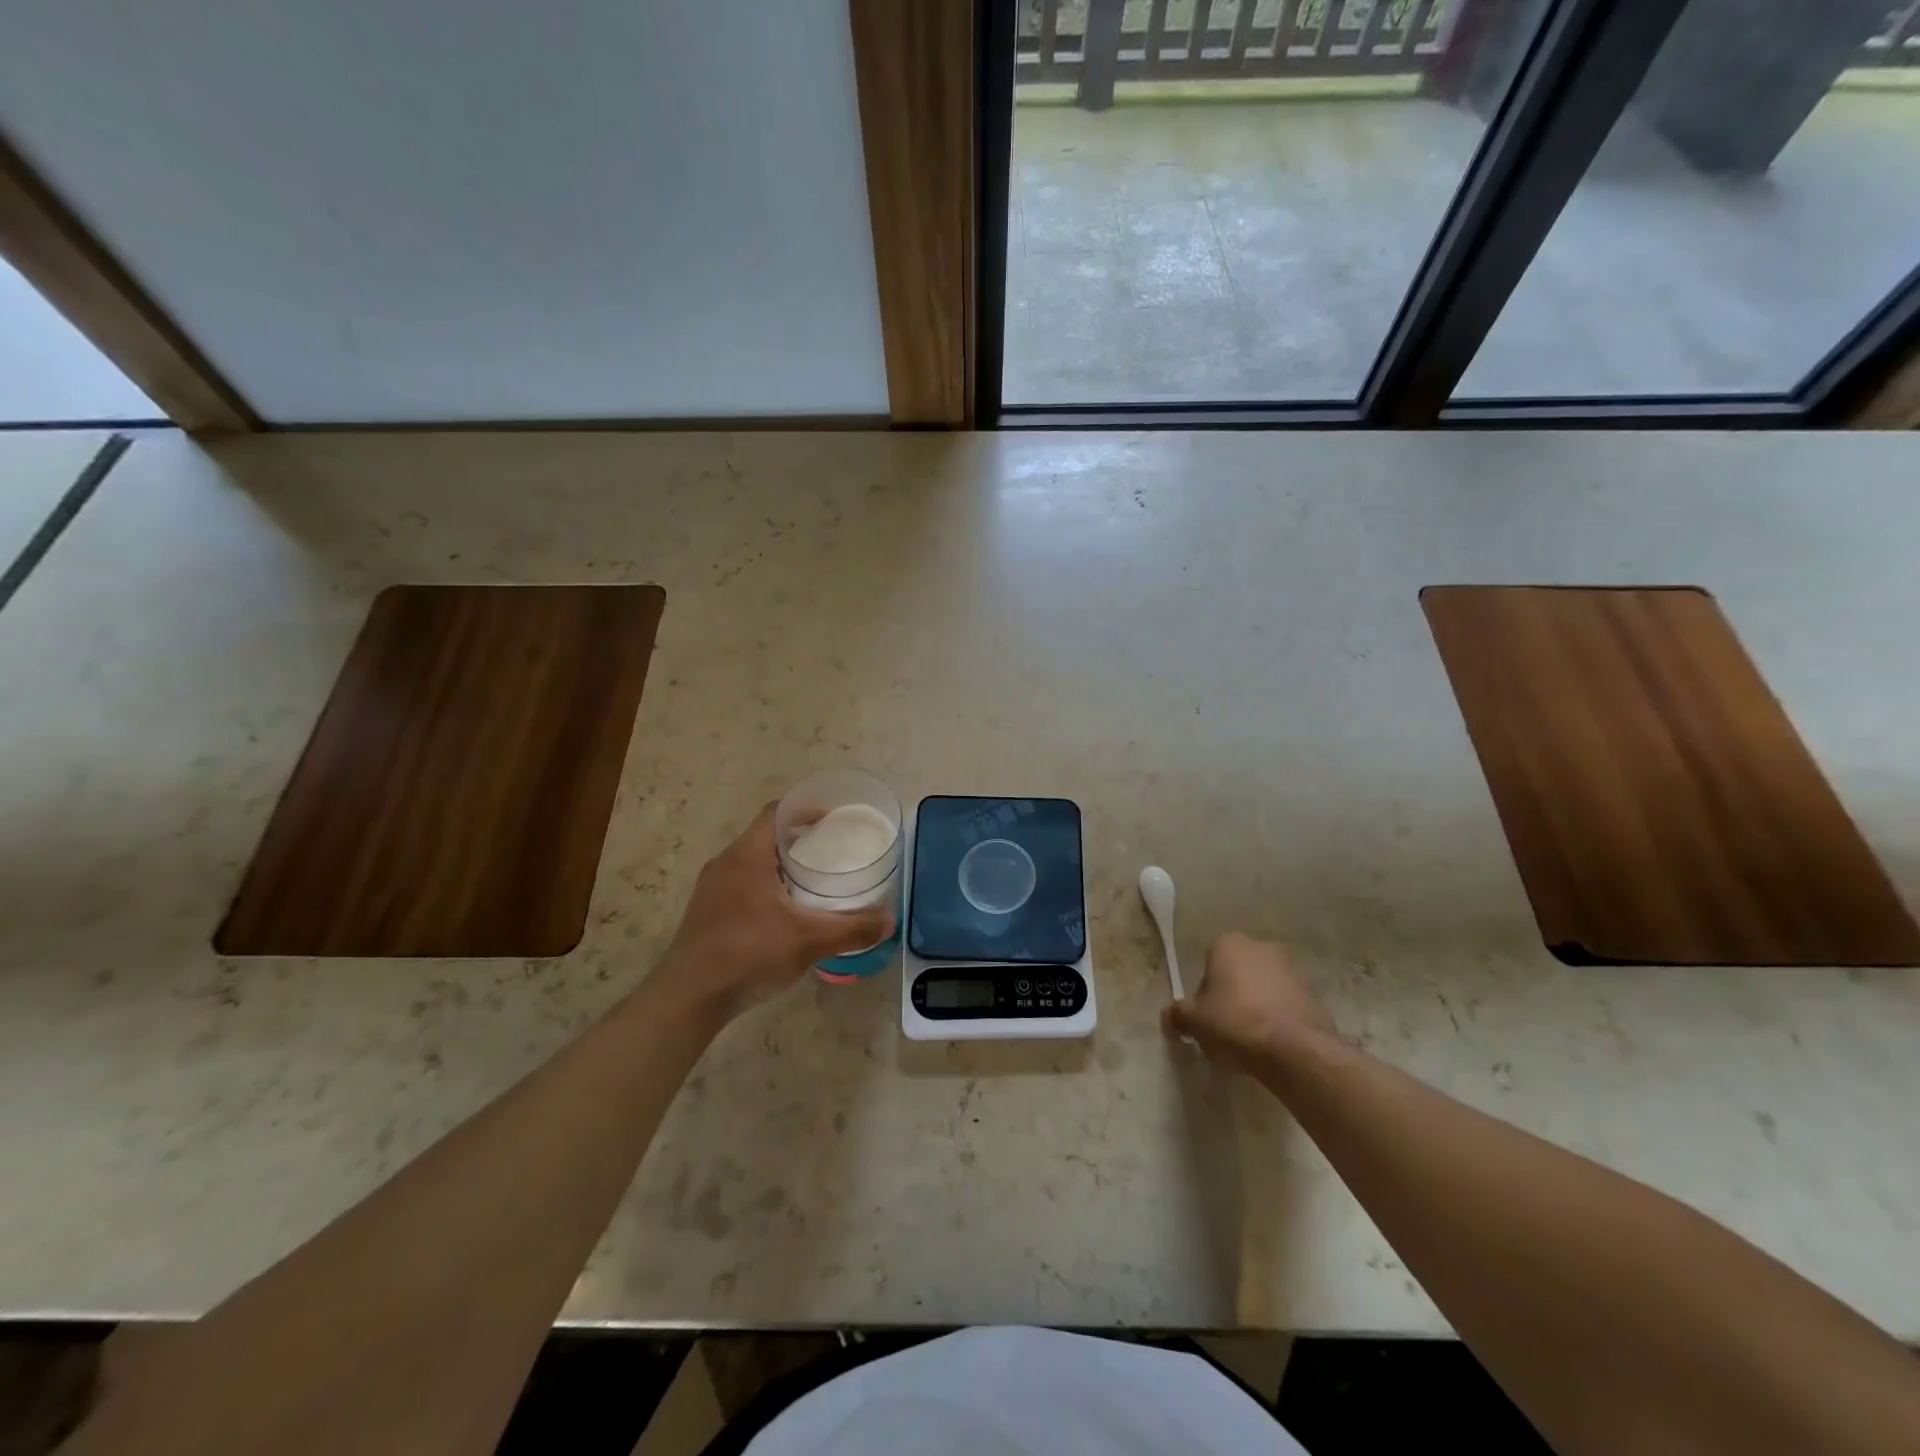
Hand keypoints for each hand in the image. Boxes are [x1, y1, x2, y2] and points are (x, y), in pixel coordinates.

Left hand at [655, 803, 893, 1020]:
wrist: (689, 998)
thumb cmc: (748, 954)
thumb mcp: (809, 940)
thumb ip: (852, 929)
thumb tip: (890, 921)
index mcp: (747, 855)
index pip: (776, 812)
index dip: (805, 809)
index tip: (833, 819)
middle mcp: (725, 863)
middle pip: (765, 836)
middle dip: (799, 839)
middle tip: (832, 851)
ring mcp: (711, 889)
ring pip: (752, 862)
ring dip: (781, 865)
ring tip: (813, 881)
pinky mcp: (706, 913)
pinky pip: (741, 884)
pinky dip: (766, 886)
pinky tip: (784, 913)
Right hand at [1164, 931, 1338, 1070]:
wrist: (1294, 1049)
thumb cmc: (1234, 1022)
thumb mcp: (1194, 1021)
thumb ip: (1178, 1014)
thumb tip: (1170, 1016)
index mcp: (1228, 943)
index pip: (1208, 962)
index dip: (1205, 991)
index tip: (1206, 1016)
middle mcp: (1262, 946)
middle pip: (1238, 972)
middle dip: (1232, 994)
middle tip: (1226, 1026)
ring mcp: (1292, 969)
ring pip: (1264, 987)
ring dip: (1257, 1006)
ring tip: (1251, 1039)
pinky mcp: (1314, 995)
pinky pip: (1287, 1005)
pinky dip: (1279, 1019)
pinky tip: (1273, 1044)